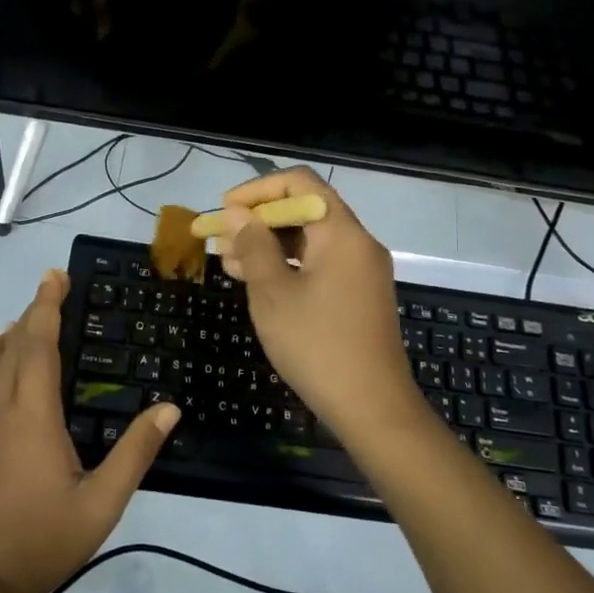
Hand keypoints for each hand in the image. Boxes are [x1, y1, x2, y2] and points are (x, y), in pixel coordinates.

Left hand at [0, 270, 180, 592]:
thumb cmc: (42, 539)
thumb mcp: (101, 502)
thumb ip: (135, 453)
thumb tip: (169, 408)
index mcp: (32, 414)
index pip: (38, 344)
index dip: (46, 307)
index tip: (55, 276)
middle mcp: (0, 410)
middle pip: (13, 345)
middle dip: (32, 311)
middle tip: (51, 285)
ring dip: (12, 336)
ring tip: (27, 320)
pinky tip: (7, 375)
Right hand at [213, 169, 417, 433]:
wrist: (373, 409)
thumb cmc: (317, 345)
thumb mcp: (273, 293)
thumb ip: (253, 245)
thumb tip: (236, 212)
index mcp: (342, 233)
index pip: (300, 183)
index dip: (258, 190)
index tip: (226, 210)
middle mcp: (357, 242)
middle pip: (305, 209)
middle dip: (259, 220)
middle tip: (220, 239)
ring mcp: (361, 270)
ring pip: (309, 240)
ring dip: (269, 245)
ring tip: (227, 261)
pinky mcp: (358, 294)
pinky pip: (319, 264)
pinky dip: (287, 266)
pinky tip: (255, 281)